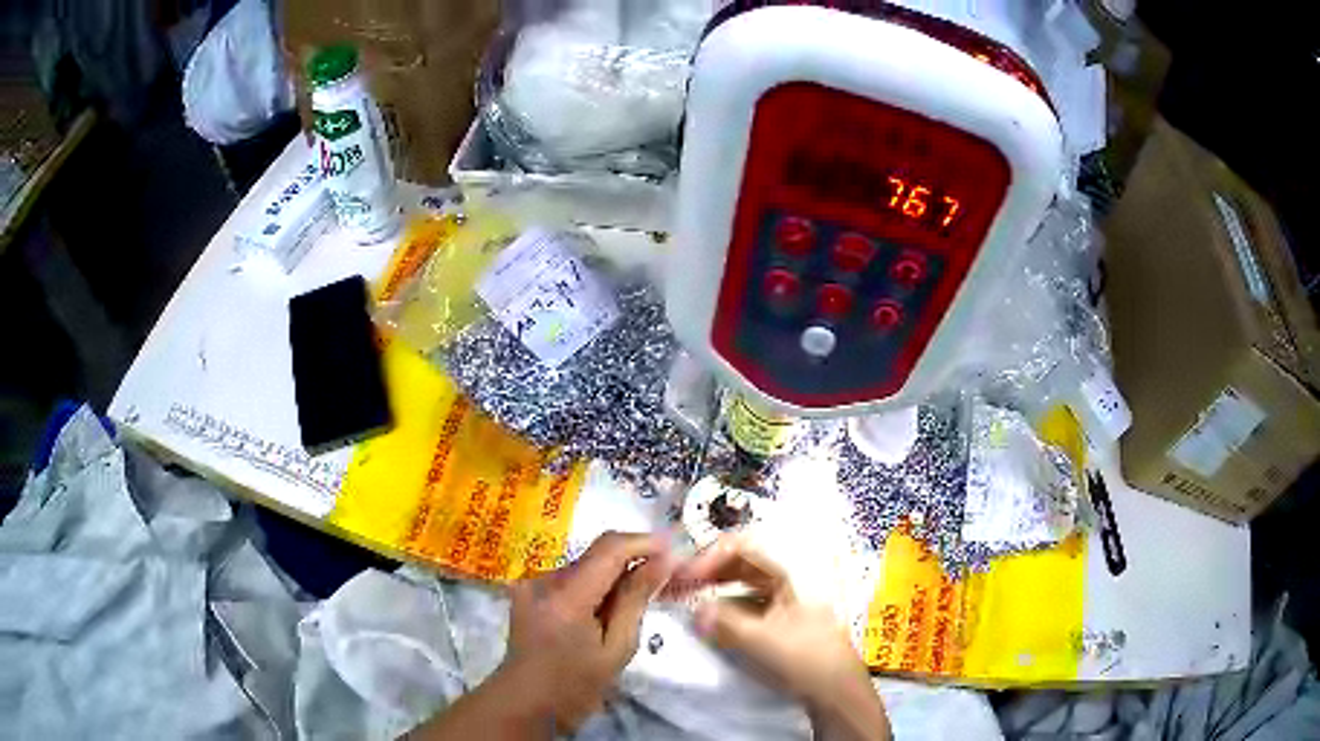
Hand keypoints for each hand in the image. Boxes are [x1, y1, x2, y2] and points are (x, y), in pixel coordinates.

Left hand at [497, 531, 672, 733]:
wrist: (524, 703)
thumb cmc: (574, 687)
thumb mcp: (616, 649)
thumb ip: (636, 600)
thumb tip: (661, 561)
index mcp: (566, 596)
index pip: (609, 548)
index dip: (644, 542)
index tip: (675, 549)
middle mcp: (544, 579)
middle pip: (596, 554)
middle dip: (633, 560)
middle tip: (665, 577)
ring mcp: (532, 583)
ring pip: (585, 565)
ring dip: (613, 575)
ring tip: (638, 600)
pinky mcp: (528, 590)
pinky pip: (571, 577)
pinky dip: (595, 586)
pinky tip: (607, 610)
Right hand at [668, 536, 890, 740]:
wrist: (835, 690)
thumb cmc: (803, 657)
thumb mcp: (760, 639)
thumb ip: (723, 621)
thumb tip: (695, 610)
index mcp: (790, 571)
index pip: (743, 546)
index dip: (710, 556)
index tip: (686, 576)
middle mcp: (789, 577)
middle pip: (742, 560)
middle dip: (709, 568)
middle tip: (679, 583)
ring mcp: (787, 596)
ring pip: (743, 580)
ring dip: (715, 585)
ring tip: (688, 597)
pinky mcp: (783, 617)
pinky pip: (748, 600)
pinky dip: (727, 604)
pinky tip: (711, 618)